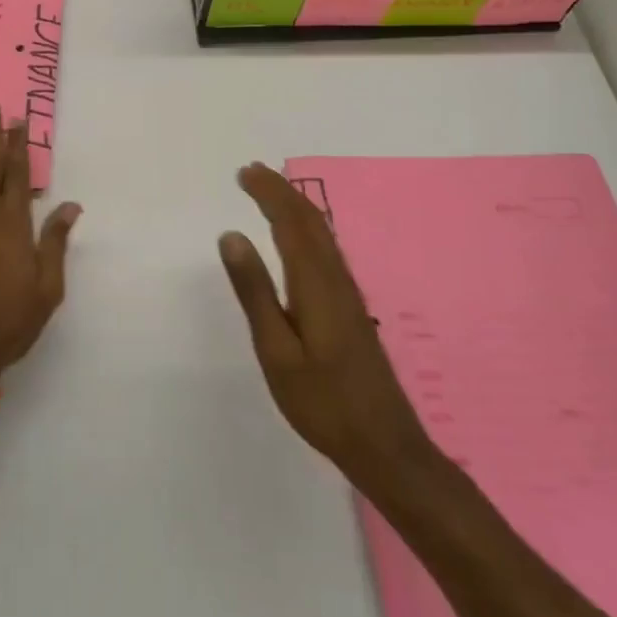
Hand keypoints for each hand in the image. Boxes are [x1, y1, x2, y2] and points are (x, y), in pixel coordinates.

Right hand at [219, 162, 430, 476]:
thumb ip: (254, 291)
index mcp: (315, 283)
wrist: (384, 444)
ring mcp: (347, 293)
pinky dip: (307, 228)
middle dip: (281, 191)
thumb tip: (232, 235)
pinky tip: (300, 237)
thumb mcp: (275, 350)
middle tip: (251, 171)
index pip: (290, 223)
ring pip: (321, 234)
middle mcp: (335, 279)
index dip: (268, 193)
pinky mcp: (350, 308)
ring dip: (295, 206)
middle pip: (309, 221)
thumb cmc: (322, 401)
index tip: (243, 172)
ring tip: (270, 192)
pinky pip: (326, 250)